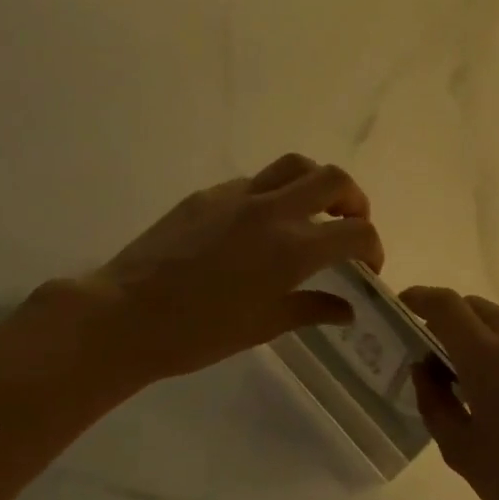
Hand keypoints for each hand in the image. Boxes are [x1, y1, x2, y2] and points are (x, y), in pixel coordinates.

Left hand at [68, 154, 384, 385]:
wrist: (126, 316)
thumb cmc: (199, 333)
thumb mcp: (264, 326)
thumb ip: (312, 309)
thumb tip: (347, 309)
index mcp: (292, 249)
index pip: (356, 232)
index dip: (373, 247)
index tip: (368, 267)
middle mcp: (271, 210)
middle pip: (332, 179)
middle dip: (354, 199)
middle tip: (349, 224)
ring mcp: (236, 196)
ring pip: (294, 165)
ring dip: (315, 183)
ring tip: (312, 211)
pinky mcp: (206, 195)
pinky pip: (253, 182)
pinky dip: (273, 194)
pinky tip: (259, 226)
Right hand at [401, 287, 498, 499]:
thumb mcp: (463, 452)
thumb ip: (435, 402)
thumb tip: (425, 369)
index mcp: (489, 356)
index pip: (445, 305)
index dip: (418, 298)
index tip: (403, 307)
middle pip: (475, 307)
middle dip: (447, 319)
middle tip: (432, 354)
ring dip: (479, 335)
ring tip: (469, 378)